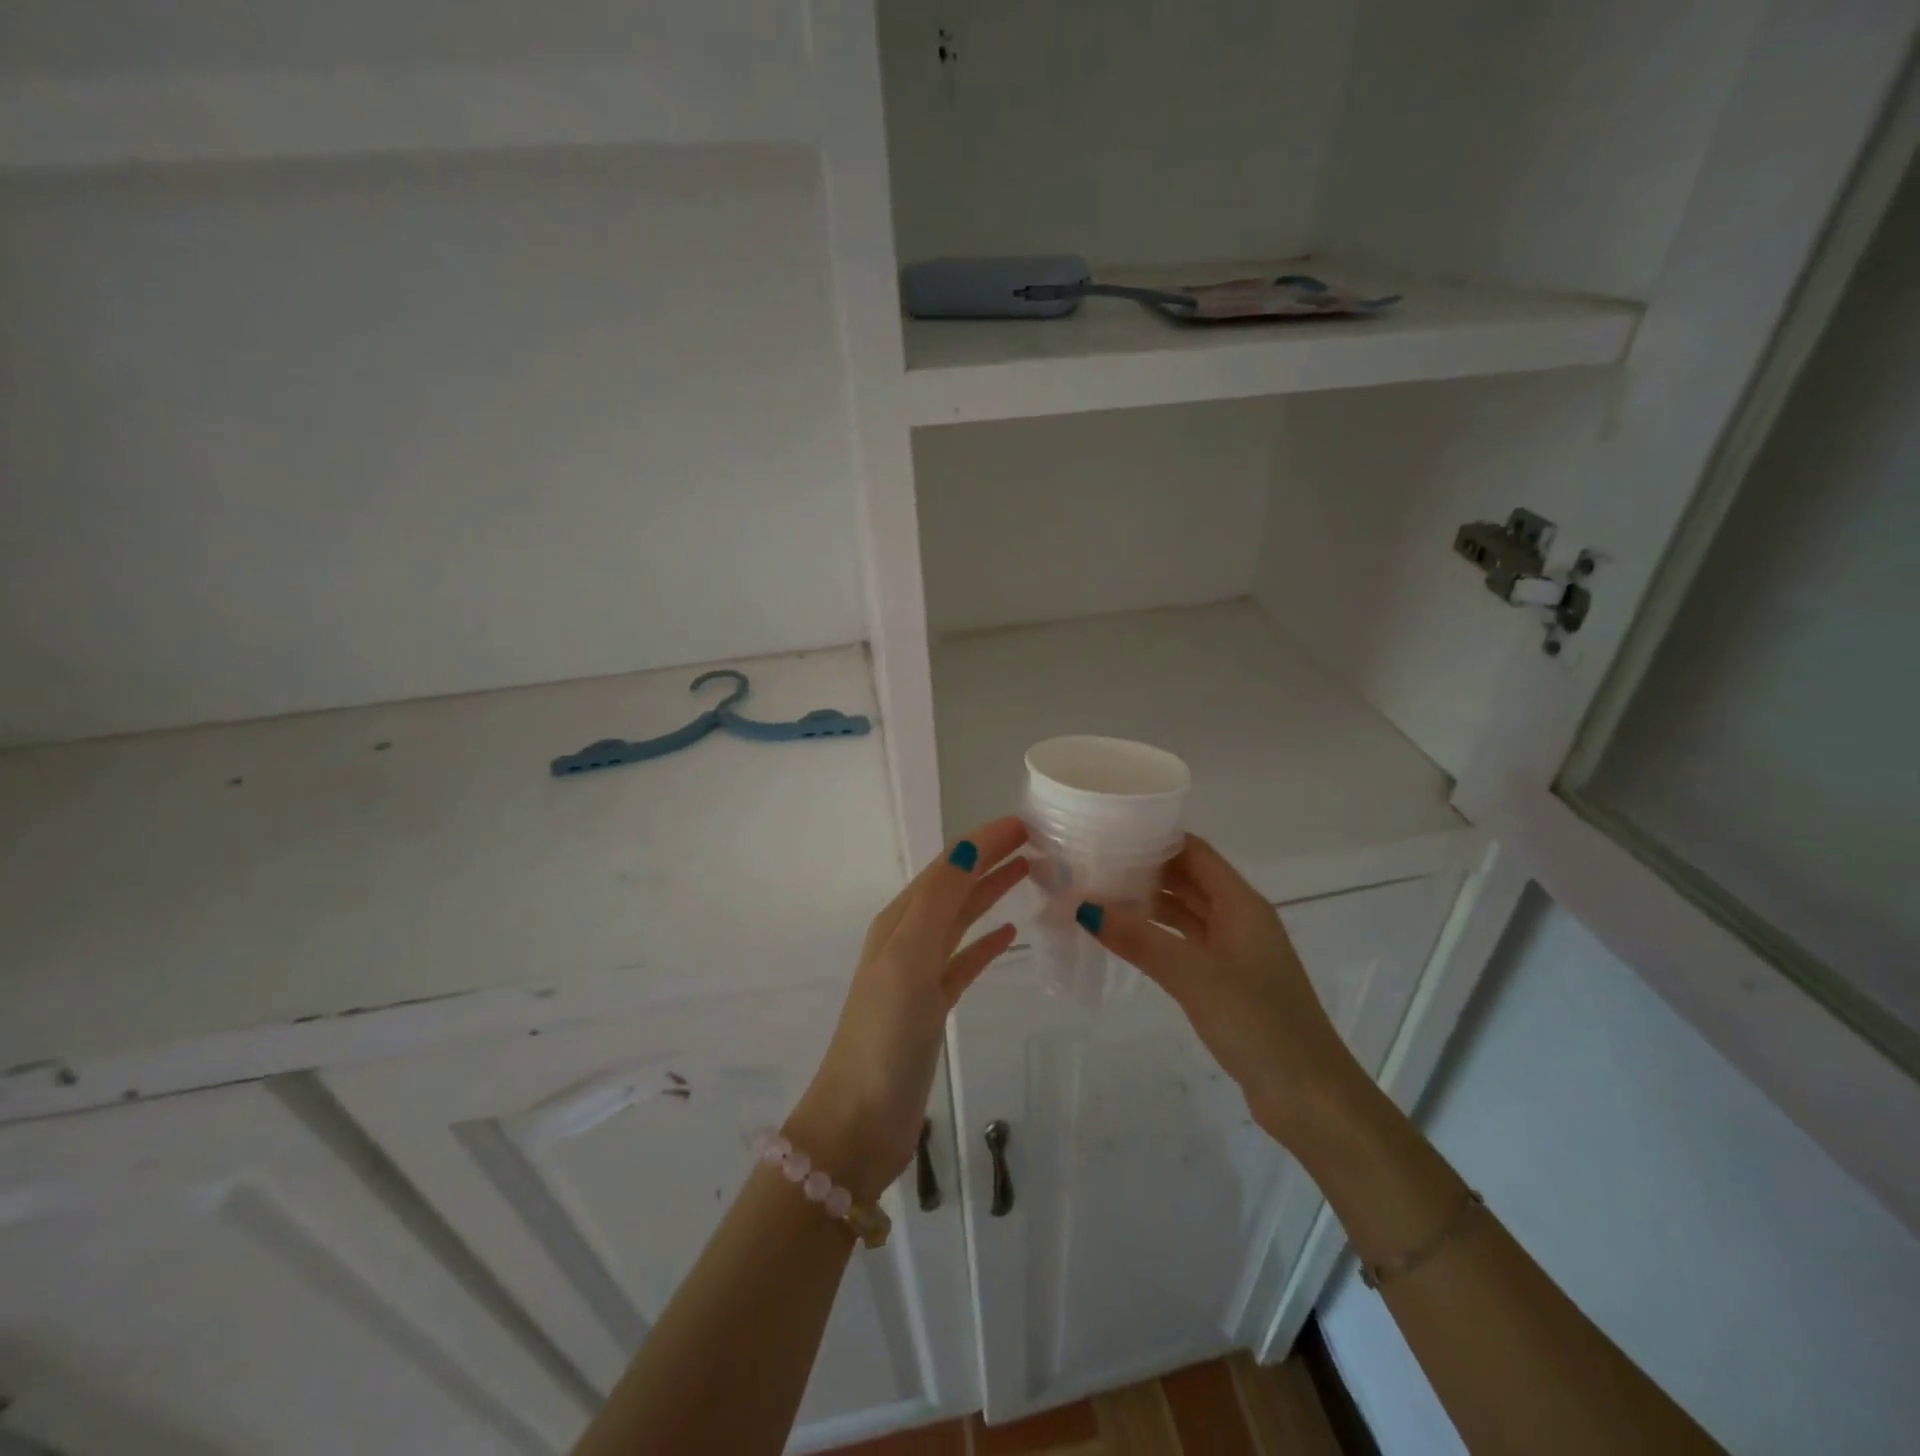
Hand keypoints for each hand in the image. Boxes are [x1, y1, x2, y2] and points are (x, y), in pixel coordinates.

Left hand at [788, 817, 1029, 1197]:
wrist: (860, 1121)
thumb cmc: (884, 1036)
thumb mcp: (908, 959)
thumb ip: (937, 901)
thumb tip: (970, 846)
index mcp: (899, 921)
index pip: (948, 866)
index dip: (983, 840)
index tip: (1026, 822)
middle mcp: (907, 939)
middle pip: (955, 885)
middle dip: (990, 858)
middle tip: (1037, 840)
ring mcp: (919, 974)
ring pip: (961, 918)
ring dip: (991, 891)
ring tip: (1030, 872)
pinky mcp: (933, 1006)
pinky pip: (965, 960)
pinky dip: (987, 942)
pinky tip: (1011, 933)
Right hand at [1076, 835, 1365, 1148]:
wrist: (1309, 1097)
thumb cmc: (1258, 1022)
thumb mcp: (1193, 976)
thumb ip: (1140, 939)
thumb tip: (1084, 907)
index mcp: (1241, 904)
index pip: (1194, 852)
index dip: (1156, 837)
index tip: (1109, 829)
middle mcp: (1239, 919)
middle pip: (1188, 879)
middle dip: (1145, 868)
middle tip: (1093, 861)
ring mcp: (1234, 952)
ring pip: (1185, 913)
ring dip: (1148, 903)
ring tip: (1098, 894)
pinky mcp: (1227, 982)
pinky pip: (1185, 944)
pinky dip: (1157, 936)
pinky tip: (1125, 937)